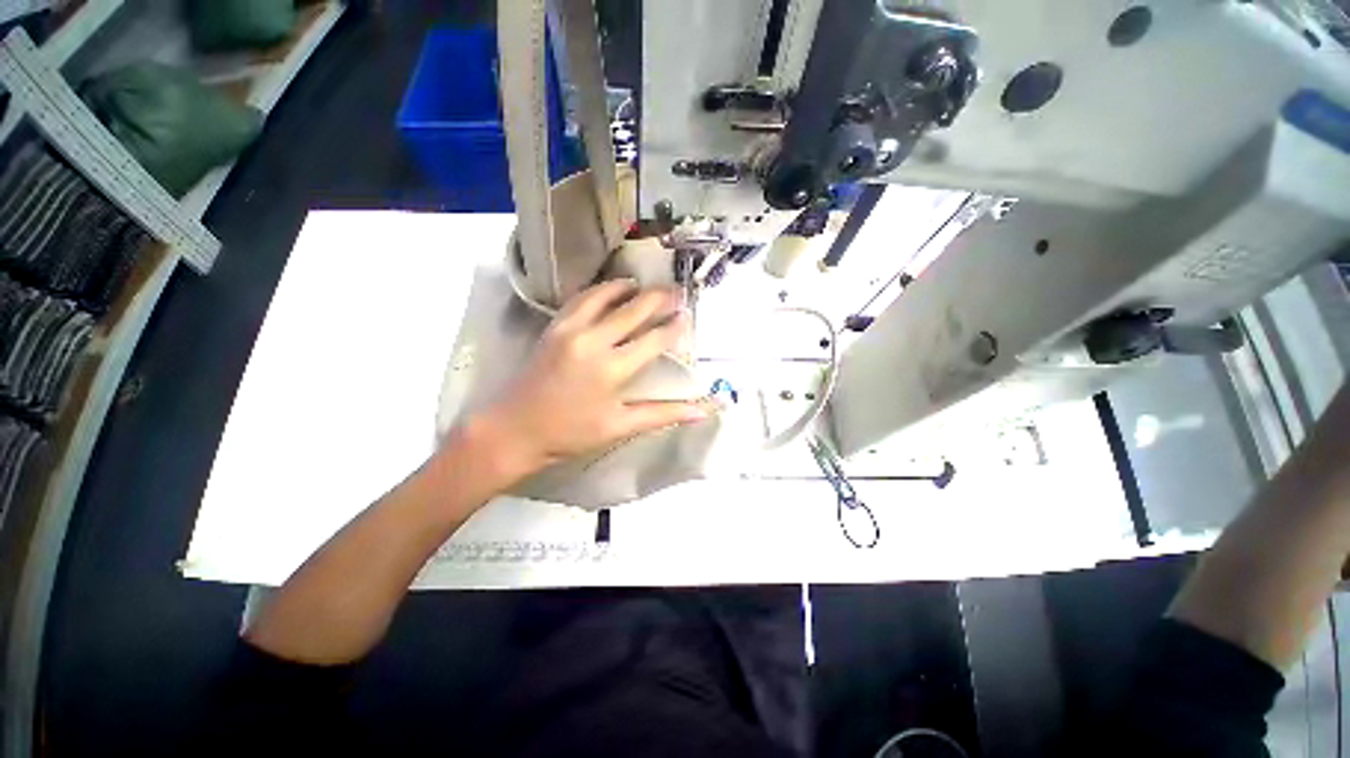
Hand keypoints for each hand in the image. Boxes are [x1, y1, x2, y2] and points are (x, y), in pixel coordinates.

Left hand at [475, 280, 712, 479]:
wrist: (513, 430)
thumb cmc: (570, 434)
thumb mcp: (620, 426)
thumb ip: (663, 414)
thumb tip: (702, 410)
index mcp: (612, 368)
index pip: (653, 339)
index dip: (674, 326)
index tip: (688, 316)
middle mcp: (593, 340)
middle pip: (633, 309)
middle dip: (659, 298)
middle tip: (676, 291)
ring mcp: (570, 329)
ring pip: (605, 295)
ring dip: (628, 287)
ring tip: (645, 285)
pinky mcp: (554, 327)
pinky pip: (581, 299)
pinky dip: (599, 290)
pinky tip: (610, 290)